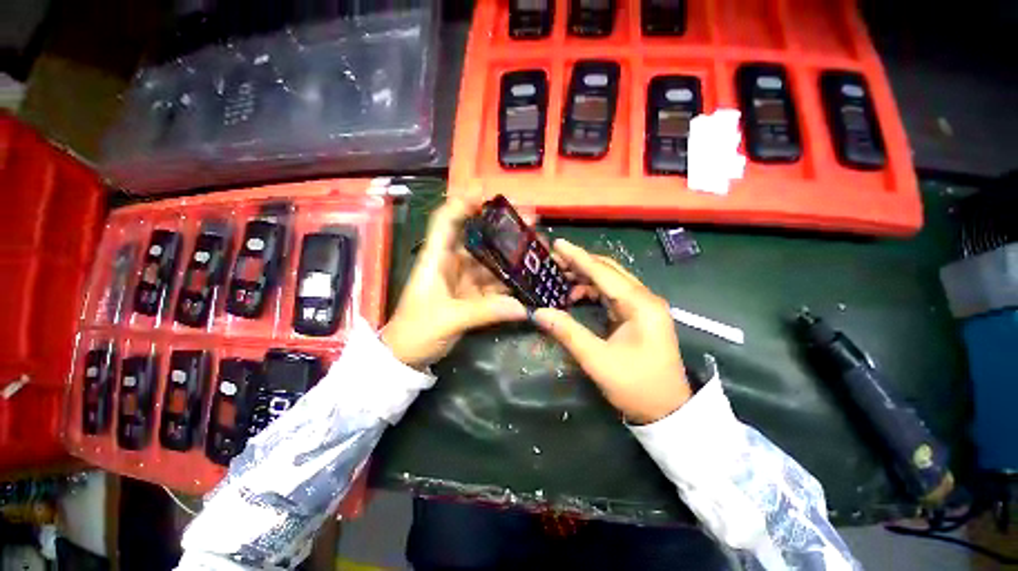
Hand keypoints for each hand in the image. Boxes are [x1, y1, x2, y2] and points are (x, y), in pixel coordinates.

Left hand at [382, 199, 527, 368]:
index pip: (446, 220)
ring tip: (537, 246)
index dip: (463, 202)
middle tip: (530, 218)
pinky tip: (529, 276)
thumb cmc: (416, 331)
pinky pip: (494, 283)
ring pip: (490, 261)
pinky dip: (510, 281)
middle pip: (478, 237)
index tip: (487, 191)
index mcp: (436, 259)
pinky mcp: (471, 295)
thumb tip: (522, 307)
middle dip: (502, 226)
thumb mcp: (448, 319)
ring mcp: (463, 279)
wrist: (407, 356)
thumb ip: (485, 311)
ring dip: (511, 254)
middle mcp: (451, 263)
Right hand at [534, 240, 691, 423]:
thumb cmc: (636, 387)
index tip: (557, 244)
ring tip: (559, 278)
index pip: (603, 272)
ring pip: (610, 281)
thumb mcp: (597, 360)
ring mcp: (643, 306)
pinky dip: (592, 291)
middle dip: (580, 263)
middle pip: (609, 271)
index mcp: (640, 305)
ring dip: (585, 277)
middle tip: (553, 261)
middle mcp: (645, 299)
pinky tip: (575, 296)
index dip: (578, 257)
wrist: (668, 412)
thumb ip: (567, 332)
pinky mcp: (638, 315)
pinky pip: (612, 295)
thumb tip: (538, 312)